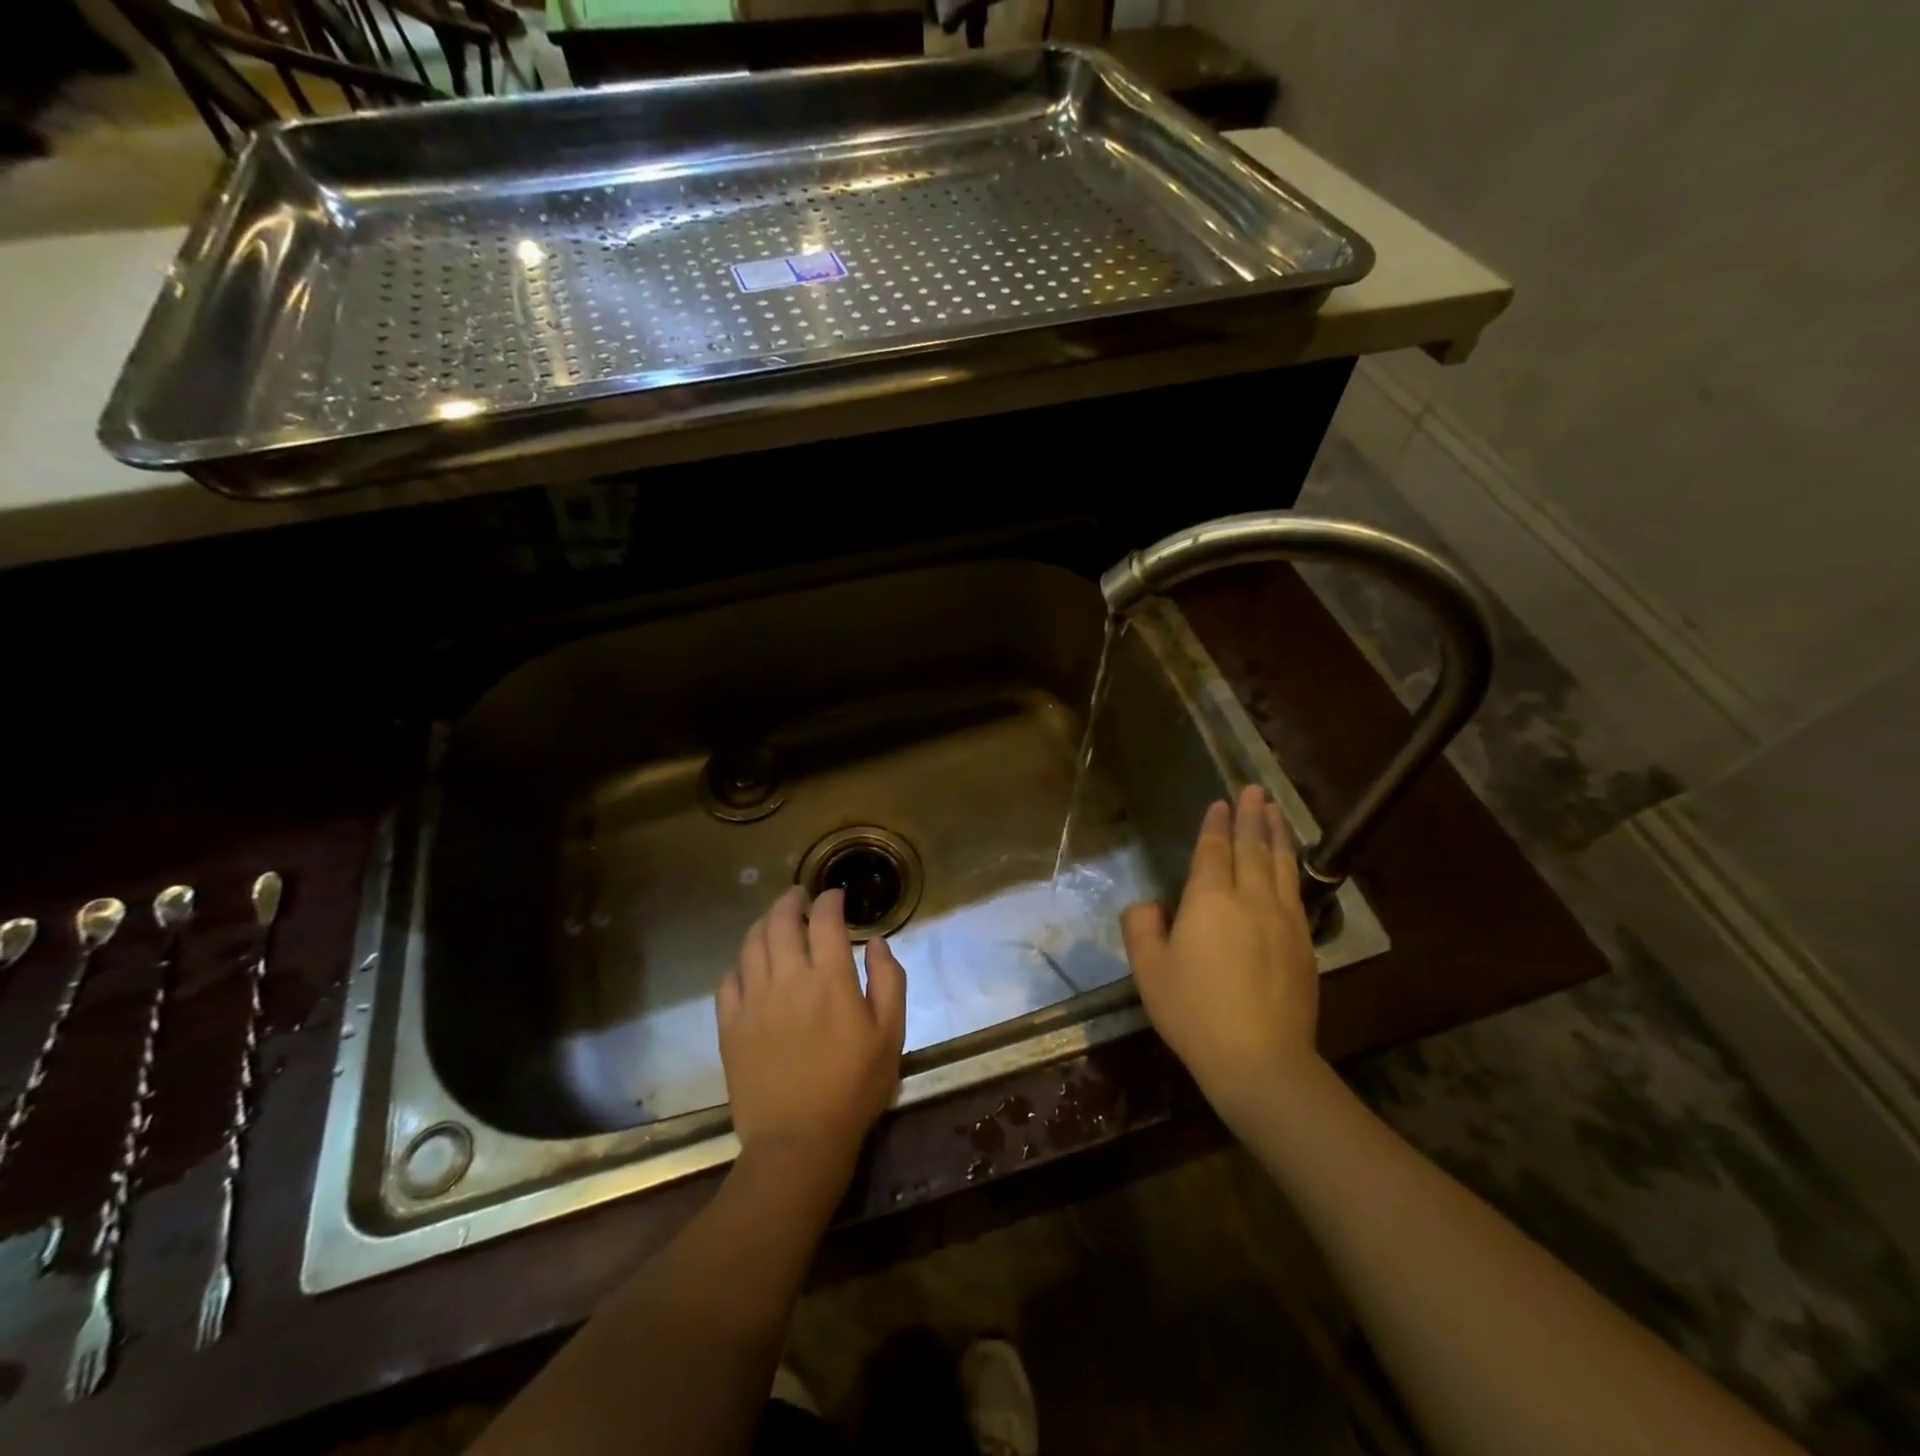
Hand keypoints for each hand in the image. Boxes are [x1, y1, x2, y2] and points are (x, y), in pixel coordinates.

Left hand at [717, 887, 907, 1178]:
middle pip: (781, 921)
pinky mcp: (730, 1025)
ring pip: (752, 943)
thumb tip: (876, 941)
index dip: (830, 900)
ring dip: (764, 922)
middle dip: (791, 900)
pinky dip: (741, 961)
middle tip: (800, 897)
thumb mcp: (890, 1034)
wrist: (799, 1142)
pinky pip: (729, 978)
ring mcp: (753, 1001)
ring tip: (775, 919)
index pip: (825, 920)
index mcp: (830, 978)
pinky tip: (751, 963)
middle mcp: (787, 978)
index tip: (836, 897)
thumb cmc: (854, 1087)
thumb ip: (889, 979)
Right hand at [1120, 785, 1320, 1114]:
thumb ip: (1141, 928)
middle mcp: (1251, 899)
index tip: (1221, 802)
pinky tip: (1290, 865)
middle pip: (1252, 848)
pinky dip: (1292, 867)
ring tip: (1277, 811)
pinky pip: (1296, 892)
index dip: (1216, 825)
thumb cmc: (1194, 1012)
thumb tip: (1151, 906)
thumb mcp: (1149, 971)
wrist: (1260, 1060)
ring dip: (1278, 834)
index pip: (1214, 851)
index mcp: (1210, 900)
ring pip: (1281, 865)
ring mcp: (1284, 920)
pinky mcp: (1304, 944)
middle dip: (1252, 816)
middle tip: (1255, 789)